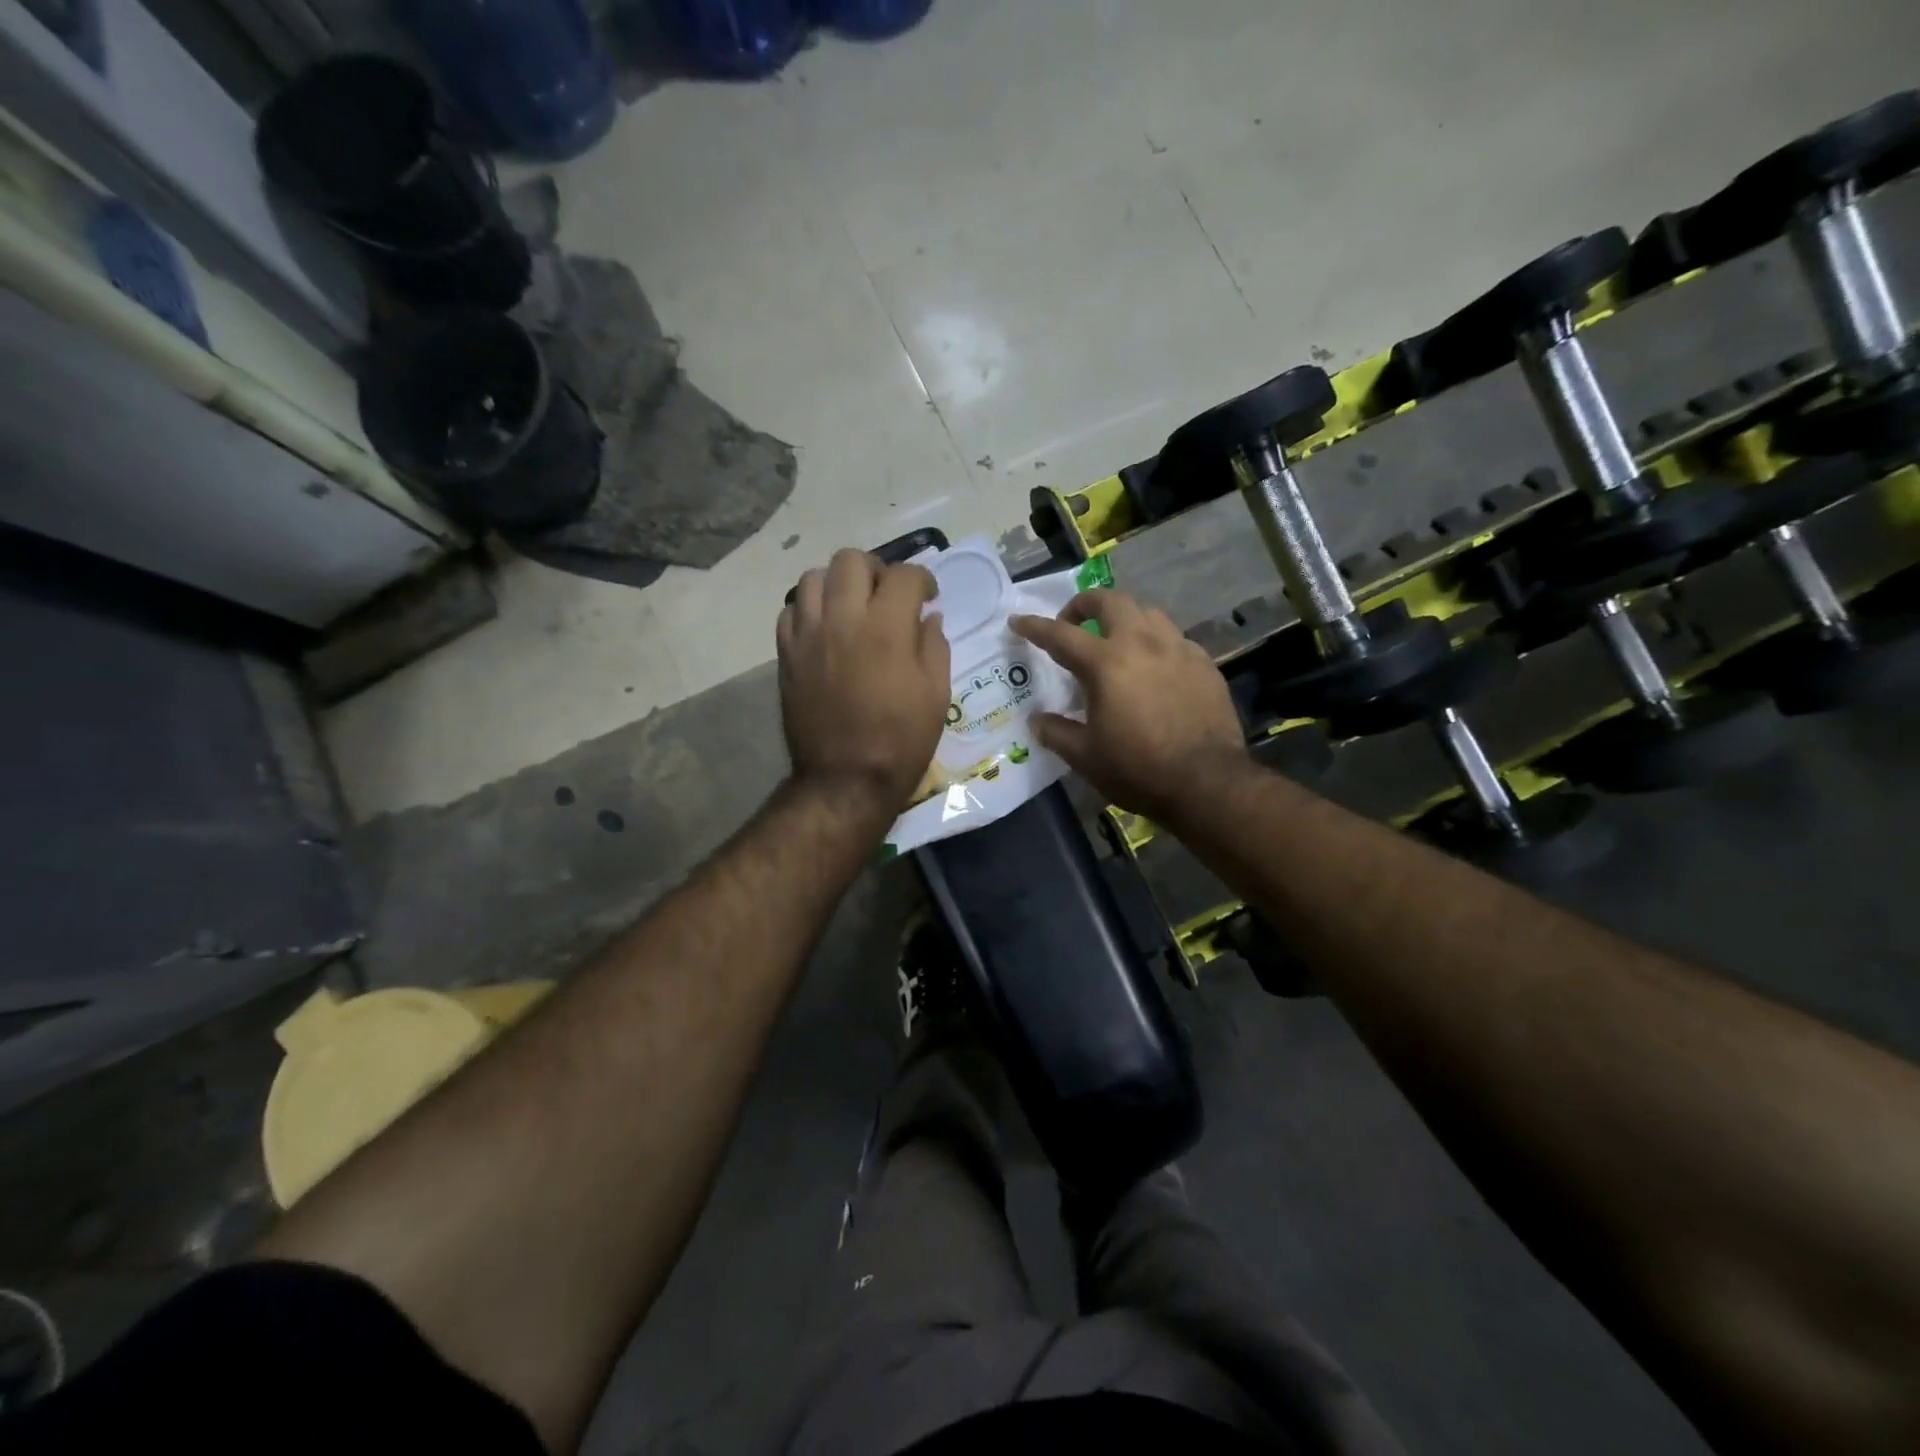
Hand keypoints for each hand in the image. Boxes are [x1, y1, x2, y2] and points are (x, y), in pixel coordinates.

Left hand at [778, 548, 950, 818]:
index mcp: (887, 628)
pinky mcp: (786, 654)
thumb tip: (928, 618)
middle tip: (886, 595)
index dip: (922, 580)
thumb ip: (934, 647)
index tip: (928, 598)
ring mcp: (808, 635)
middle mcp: (843, 619)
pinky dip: (809, 610)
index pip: (905, 575)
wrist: (845, 780)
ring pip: (813, 577)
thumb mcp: (936, 695)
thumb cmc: (901, 741)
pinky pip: (790, 611)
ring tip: (851, 608)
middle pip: (851, 561)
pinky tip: (825, 631)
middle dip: (876, 570)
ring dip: (837, 585)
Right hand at [1011, 589, 1245, 818]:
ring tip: (1115, 640)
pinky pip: (1174, 638)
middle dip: (1084, 603)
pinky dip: (1155, 643)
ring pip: (1146, 613)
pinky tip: (1154, 667)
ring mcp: (1178, 649)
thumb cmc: (1138, 770)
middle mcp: (1142, 643)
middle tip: (1071, 622)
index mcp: (1106, 664)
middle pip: (1109, 601)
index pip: (1060, 635)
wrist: (1207, 783)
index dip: (1034, 627)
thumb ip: (1056, 732)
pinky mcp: (1204, 663)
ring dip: (1123, 618)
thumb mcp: (1085, 757)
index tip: (1018, 621)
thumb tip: (1036, 720)